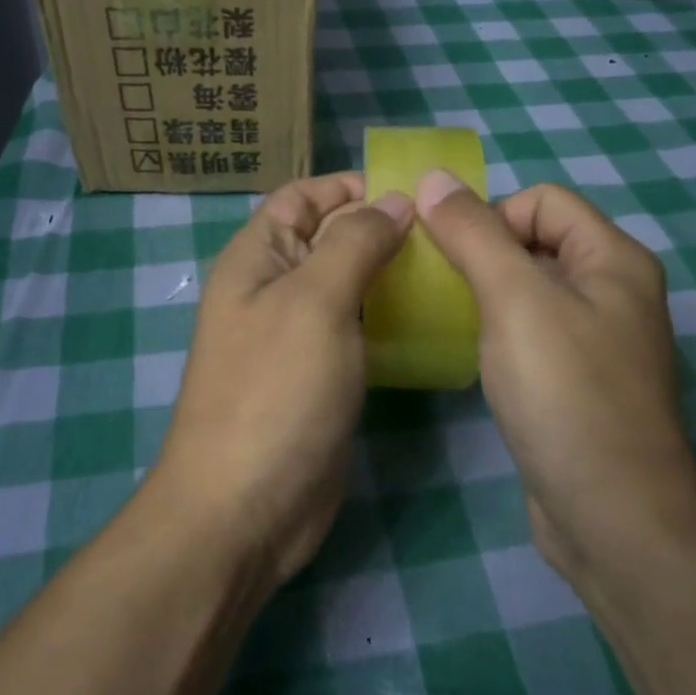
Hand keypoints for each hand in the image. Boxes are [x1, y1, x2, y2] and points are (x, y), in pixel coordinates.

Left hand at [151, 172, 411, 585]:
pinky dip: (388, 319)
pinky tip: (432, 320)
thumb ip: (353, 243)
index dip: (349, 186)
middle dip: (380, 228)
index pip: (301, 197)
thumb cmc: (275, 391)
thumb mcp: (314, 302)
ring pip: (347, 286)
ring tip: (450, 270)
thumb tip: (392, 202)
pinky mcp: (320, 378)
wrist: (245, 508)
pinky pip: (356, 331)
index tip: (412, 192)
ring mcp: (296, 338)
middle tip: (447, 234)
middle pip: (328, 239)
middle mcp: (272, 290)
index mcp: (257, 259)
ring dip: (390, 275)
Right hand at [414, 173, 695, 579]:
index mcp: (614, 259)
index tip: (450, 256)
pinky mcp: (578, 382)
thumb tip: (433, 177)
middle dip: (483, 252)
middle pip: (536, 242)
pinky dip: (498, 331)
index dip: (491, 214)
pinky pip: (532, 333)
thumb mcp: (514, 300)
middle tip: (437, 285)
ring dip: (485, 293)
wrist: (611, 515)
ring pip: (530, 290)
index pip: (543, 200)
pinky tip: (471, 355)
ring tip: (445, 317)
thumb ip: (473, 234)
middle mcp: (614, 291)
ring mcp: (599, 341)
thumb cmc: (565, 394)